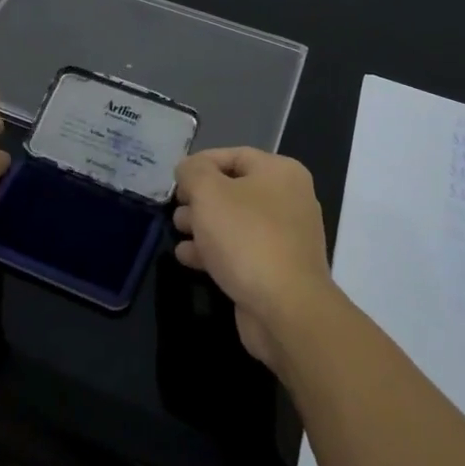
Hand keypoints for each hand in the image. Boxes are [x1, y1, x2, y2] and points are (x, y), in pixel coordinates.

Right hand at [172, 147, 332, 368]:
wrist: (286, 310)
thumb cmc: (246, 238)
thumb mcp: (209, 192)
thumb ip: (193, 172)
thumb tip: (188, 169)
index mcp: (281, 172)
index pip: (233, 155)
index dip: (200, 164)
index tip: (175, 181)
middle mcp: (289, 199)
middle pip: (234, 189)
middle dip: (199, 199)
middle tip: (176, 210)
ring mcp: (286, 237)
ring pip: (235, 222)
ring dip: (203, 226)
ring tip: (178, 233)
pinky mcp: (278, 269)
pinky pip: (241, 250)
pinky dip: (215, 251)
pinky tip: (188, 258)